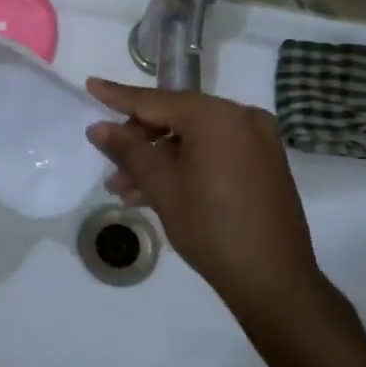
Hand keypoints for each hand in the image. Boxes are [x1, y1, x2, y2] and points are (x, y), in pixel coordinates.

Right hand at [85, 78, 322, 325]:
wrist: (274, 281)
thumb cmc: (211, 228)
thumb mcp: (162, 186)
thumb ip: (128, 150)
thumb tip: (98, 127)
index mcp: (216, 115)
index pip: (156, 100)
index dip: (118, 96)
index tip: (91, 85)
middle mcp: (242, 116)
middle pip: (176, 117)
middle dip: (140, 142)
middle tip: (111, 169)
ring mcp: (258, 139)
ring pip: (195, 138)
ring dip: (160, 159)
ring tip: (126, 191)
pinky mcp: (265, 162)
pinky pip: (215, 151)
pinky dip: (187, 164)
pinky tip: (159, 192)